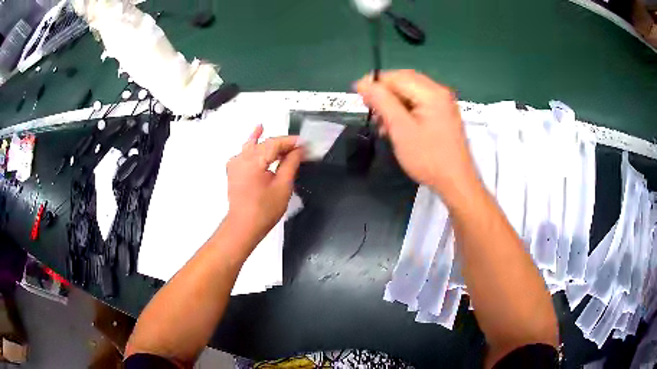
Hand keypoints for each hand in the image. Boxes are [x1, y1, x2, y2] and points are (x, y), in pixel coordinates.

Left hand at [225, 125, 302, 244]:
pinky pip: (244, 153)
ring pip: (253, 146)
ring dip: (264, 140)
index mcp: (254, 160)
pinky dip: (251, 145)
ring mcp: (235, 164)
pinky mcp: (234, 171)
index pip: (275, 143)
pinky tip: (255, 137)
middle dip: (281, 144)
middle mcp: (242, 158)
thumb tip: (299, 150)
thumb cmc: (265, 209)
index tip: (306, 143)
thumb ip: (291, 164)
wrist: (243, 226)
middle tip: (299, 147)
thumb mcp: (283, 186)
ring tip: (269, 128)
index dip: (291, 142)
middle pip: (264, 144)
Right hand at [355, 70, 477, 199]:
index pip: (395, 77)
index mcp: (431, 92)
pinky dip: (404, 111)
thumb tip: (363, 83)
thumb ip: (382, 102)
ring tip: (382, 125)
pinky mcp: (443, 115)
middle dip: (384, 94)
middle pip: (404, 82)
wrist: (456, 183)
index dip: (374, 83)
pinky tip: (396, 127)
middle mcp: (439, 92)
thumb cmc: (428, 158)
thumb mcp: (400, 129)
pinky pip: (419, 104)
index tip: (358, 97)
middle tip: (369, 110)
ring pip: (410, 93)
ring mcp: (443, 103)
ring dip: (393, 104)